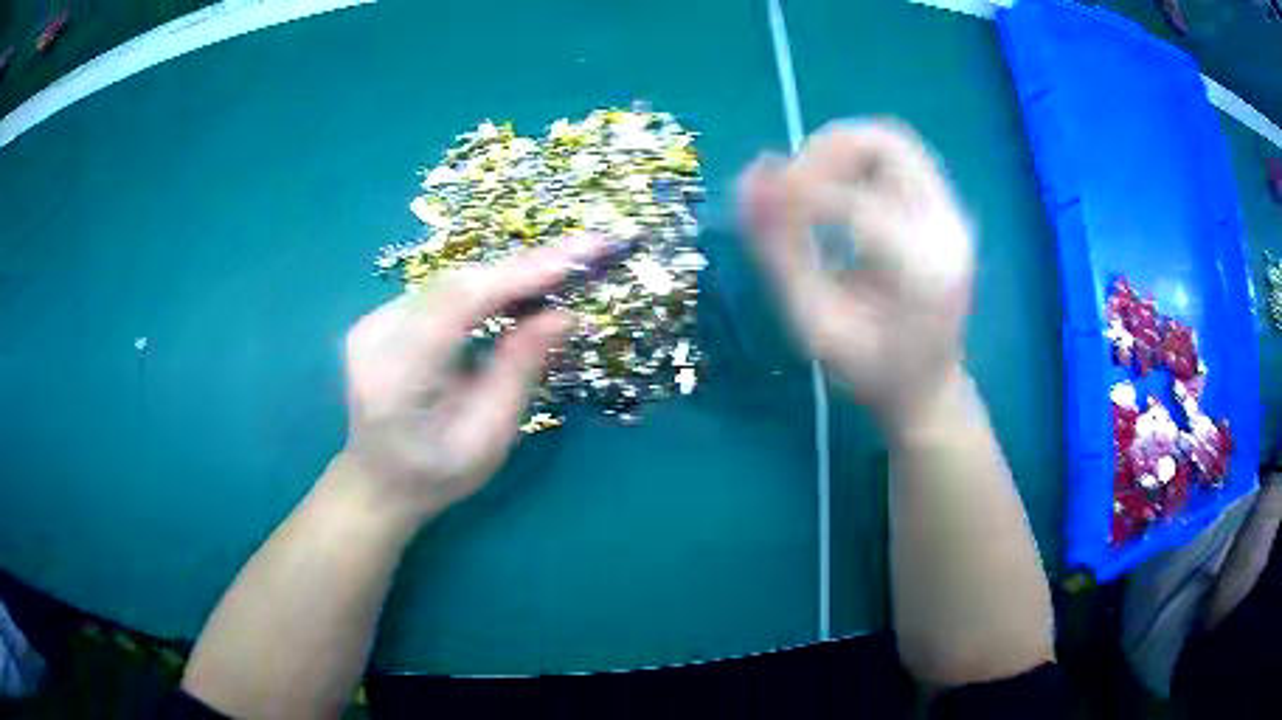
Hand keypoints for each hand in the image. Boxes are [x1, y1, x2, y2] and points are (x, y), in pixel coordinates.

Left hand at [332, 235, 604, 527]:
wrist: (377, 483)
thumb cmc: (435, 476)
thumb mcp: (487, 439)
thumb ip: (519, 371)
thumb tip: (563, 313)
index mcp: (397, 374)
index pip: (461, 301)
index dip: (521, 272)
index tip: (580, 253)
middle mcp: (376, 334)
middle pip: (457, 283)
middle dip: (525, 267)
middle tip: (585, 254)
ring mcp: (372, 322)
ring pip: (451, 282)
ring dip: (508, 275)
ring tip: (562, 270)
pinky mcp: (380, 318)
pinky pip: (441, 292)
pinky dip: (485, 288)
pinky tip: (517, 291)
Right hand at [737, 119, 974, 428]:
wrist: (929, 386)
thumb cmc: (871, 371)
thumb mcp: (816, 325)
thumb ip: (780, 252)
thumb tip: (751, 179)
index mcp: (923, 272)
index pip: (861, 203)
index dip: (802, 191)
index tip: (758, 198)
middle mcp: (948, 229)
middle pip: (888, 144)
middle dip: (828, 150)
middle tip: (790, 182)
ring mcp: (952, 214)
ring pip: (892, 141)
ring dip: (841, 149)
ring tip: (808, 185)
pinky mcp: (945, 209)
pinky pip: (897, 159)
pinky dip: (856, 161)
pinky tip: (835, 193)